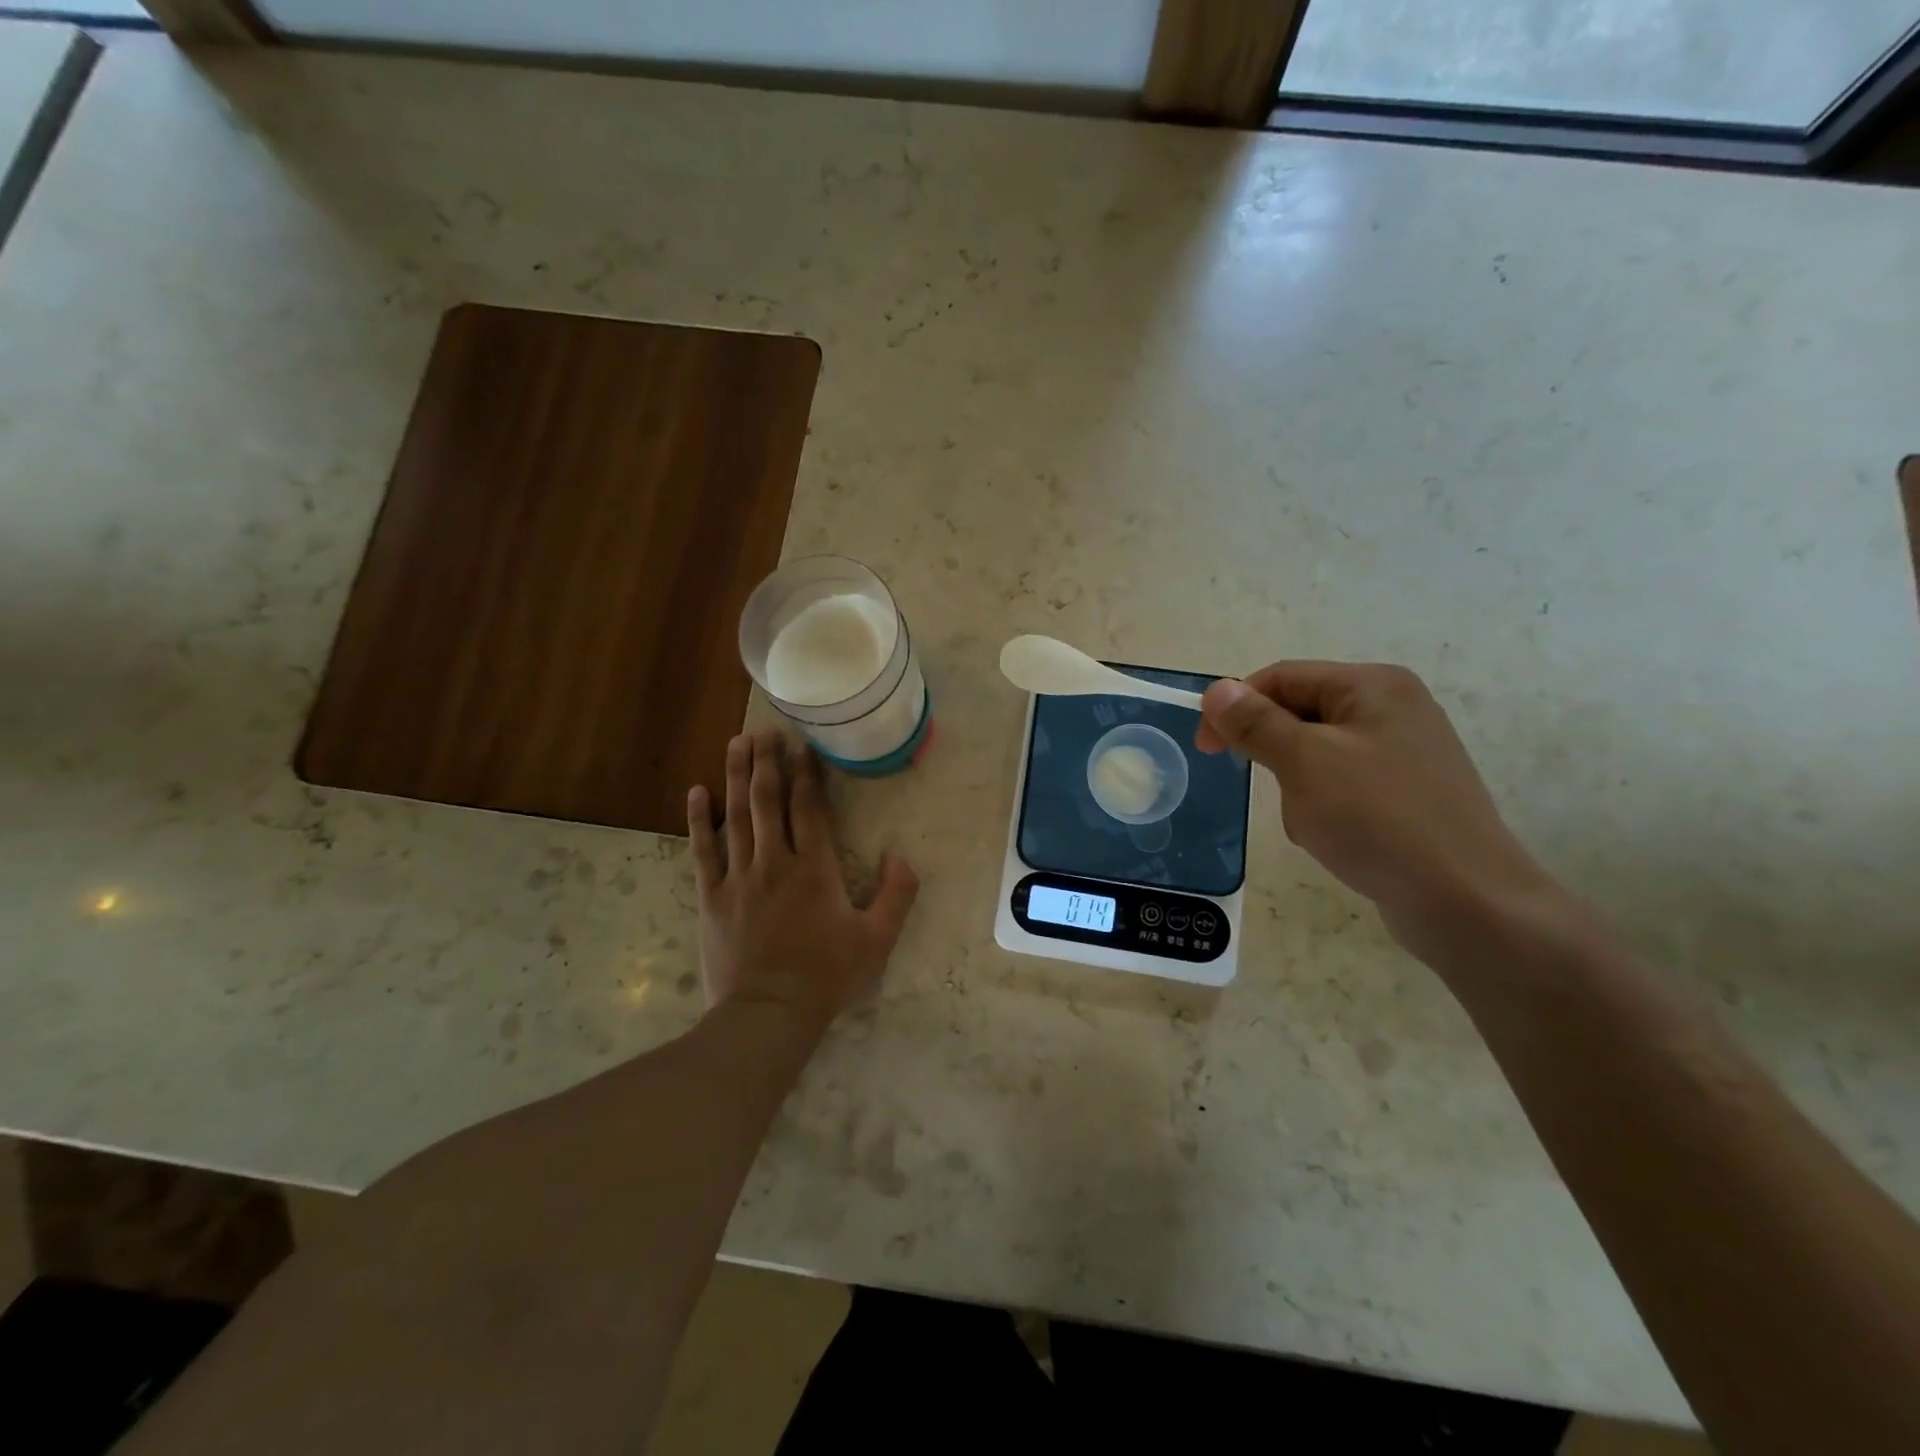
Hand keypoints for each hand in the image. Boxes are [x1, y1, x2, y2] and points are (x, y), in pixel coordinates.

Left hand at [687, 727, 918, 1029]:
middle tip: (766, 729)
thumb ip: (897, 894)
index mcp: (814, 868)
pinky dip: (698, 819)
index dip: (806, 773)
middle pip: (767, 800)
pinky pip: (702, 849)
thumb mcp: (878, 940)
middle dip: (767, 761)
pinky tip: (696, 791)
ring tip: (737, 743)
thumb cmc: (826, 976)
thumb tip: (900, 854)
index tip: (803, 744)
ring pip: (735, 815)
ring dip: (736, 776)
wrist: (767, 1014)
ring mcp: (738, 876)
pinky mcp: (711, 896)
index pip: (808, 807)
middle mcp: (774, 861)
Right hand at [1196, 663, 1564, 963]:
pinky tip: (1335, 839)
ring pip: (1315, 755)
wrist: (1465, 901)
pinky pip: (1341, 786)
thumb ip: (1256, 723)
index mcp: (1372, 686)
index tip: (1206, 749)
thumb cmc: (1379, 819)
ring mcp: (1403, 753)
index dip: (1236, 707)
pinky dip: (1323, 807)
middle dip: (1275, 755)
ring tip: (1315, 824)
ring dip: (1297, 788)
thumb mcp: (1305, 763)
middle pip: (1299, 715)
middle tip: (1273, 791)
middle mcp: (1392, 709)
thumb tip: (1216, 690)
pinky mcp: (1405, 793)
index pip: (1282, 677)